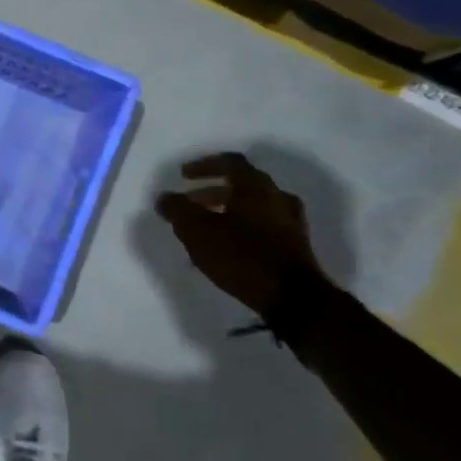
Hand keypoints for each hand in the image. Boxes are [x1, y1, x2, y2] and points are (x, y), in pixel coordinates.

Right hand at [156, 152, 332, 316]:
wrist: (294, 299)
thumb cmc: (242, 256)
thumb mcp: (197, 231)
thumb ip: (177, 210)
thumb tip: (164, 197)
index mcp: (256, 187)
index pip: (230, 162)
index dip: (204, 165)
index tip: (184, 176)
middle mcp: (277, 198)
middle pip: (242, 184)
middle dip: (212, 191)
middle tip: (190, 203)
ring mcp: (291, 222)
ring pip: (254, 207)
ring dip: (227, 211)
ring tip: (205, 228)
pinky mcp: (296, 246)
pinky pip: (263, 226)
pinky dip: (242, 228)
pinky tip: (227, 247)